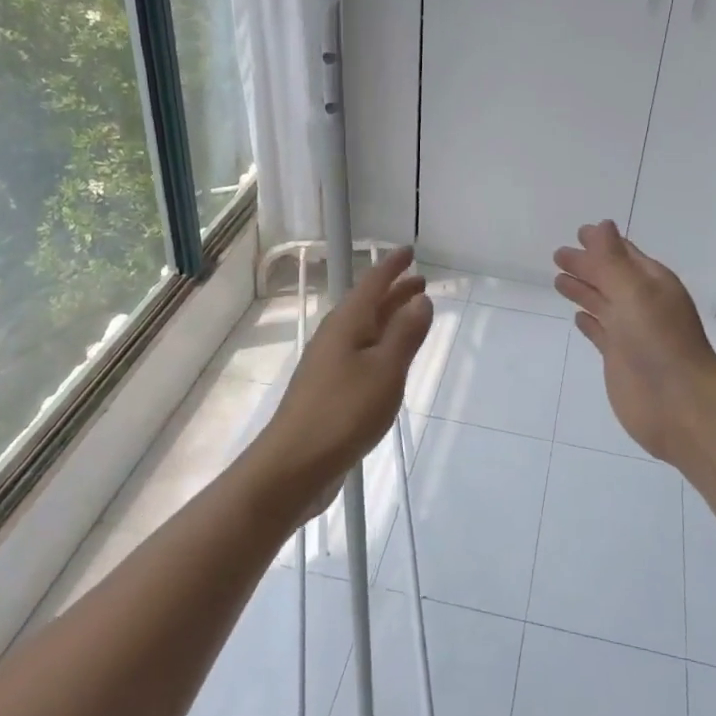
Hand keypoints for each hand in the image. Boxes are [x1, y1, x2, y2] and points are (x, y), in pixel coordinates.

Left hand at [249, 246, 432, 527]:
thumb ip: (406, 333)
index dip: (392, 266)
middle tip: (421, 281)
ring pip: (365, 329)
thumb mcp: (385, 370)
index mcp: (347, 323)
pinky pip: (361, 353)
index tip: (409, 251)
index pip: (373, 283)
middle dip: (394, 291)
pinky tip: (389, 360)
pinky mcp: (329, 389)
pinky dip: (380, 344)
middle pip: (368, 304)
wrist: (294, 465)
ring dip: (388, 317)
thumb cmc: (344, 412)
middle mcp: (335, 336)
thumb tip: (421, 298)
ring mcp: (329, 364)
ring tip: (412, 313)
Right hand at [554, 221, 715, 467]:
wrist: (680, 406)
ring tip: (558, 280)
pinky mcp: (619, 359)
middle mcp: (641, 304)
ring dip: (583, 290)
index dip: (601, 243)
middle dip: (586, 264)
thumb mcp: (635, 293)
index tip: (579, 231)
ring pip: (602, 303)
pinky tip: (577, 318)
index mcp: (651, 283)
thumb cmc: (660, 343)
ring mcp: (630, 333)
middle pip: (609, 277)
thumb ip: (613, 261)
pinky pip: (600, 332)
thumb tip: (601, 224)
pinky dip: (589, 322)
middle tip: (558, 254)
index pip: (623, 255)